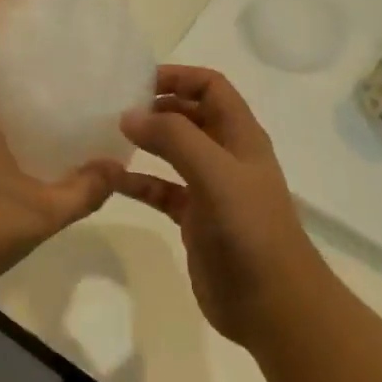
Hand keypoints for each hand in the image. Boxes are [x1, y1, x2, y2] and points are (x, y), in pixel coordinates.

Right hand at [114, 65, 329, 347]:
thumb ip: (174, 138)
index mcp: (240, 136)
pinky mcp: (195, 218)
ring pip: (174, 152)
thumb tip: (129, 115)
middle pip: (190, 115)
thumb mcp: (215, 173)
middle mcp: (227, 155)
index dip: (178, 77)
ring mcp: (211, 188)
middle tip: (114, 108)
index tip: (136, 82)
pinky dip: (139, 182)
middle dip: (157, 106)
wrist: (273, 305)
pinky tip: (112, 181)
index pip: (211, 87)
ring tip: (108, 137)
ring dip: (146, 141)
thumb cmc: (249, 230)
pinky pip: (161, 189)